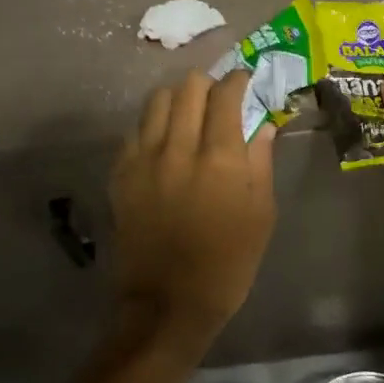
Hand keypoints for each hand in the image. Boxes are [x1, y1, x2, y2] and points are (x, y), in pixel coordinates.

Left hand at [112, 68, 278, 347]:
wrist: (167, 303)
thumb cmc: (228, 263)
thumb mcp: (261, 214)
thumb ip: (261, 162)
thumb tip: (262, 124)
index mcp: (220, 159)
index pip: (225, 95)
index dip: (238, 79)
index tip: (244, 80)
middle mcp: (179, 148)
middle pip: (188, 86)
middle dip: (208, 83)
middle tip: (218, 98)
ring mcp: (144, 159)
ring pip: (157, 100)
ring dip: (178, 97)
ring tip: (188, 113)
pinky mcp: (121, 174)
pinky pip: (136, 129)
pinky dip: (154, 124)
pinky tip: (164, 141)